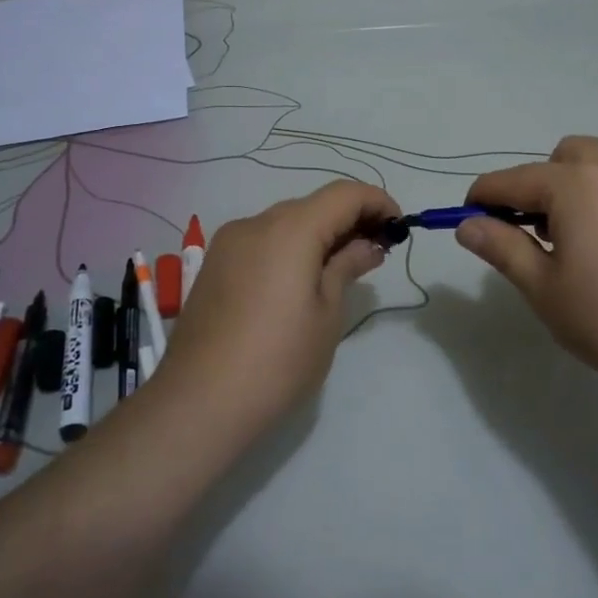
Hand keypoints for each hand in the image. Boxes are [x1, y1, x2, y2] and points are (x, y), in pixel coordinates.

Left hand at [162, 180, 400, 417]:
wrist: (198, 403)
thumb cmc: (278, 361)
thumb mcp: (326, 314)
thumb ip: (347, 267)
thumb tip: (367, 245)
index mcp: (289, 230)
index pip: (344, 194)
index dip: (377, 202)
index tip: (399, 228)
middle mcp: (255, 224)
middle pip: (313, 205)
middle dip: (350, 219)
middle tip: (377, 252)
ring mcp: (228, 244)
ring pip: (286, 222)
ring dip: (319, 234)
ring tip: (342, 269)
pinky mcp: (214, 266)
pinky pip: (262, 241)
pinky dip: (290, 248)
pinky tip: (302, 280)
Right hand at [458, 136, 597, 408]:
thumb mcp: (545, 291)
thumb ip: (502, 248)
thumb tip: (468, 224)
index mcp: (576, 185)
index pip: (513, 179)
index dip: (485, 195)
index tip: (471, 215)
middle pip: (566, 155)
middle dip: (544, 182)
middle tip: (545, 231)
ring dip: (590, 182)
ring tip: (595, 232)